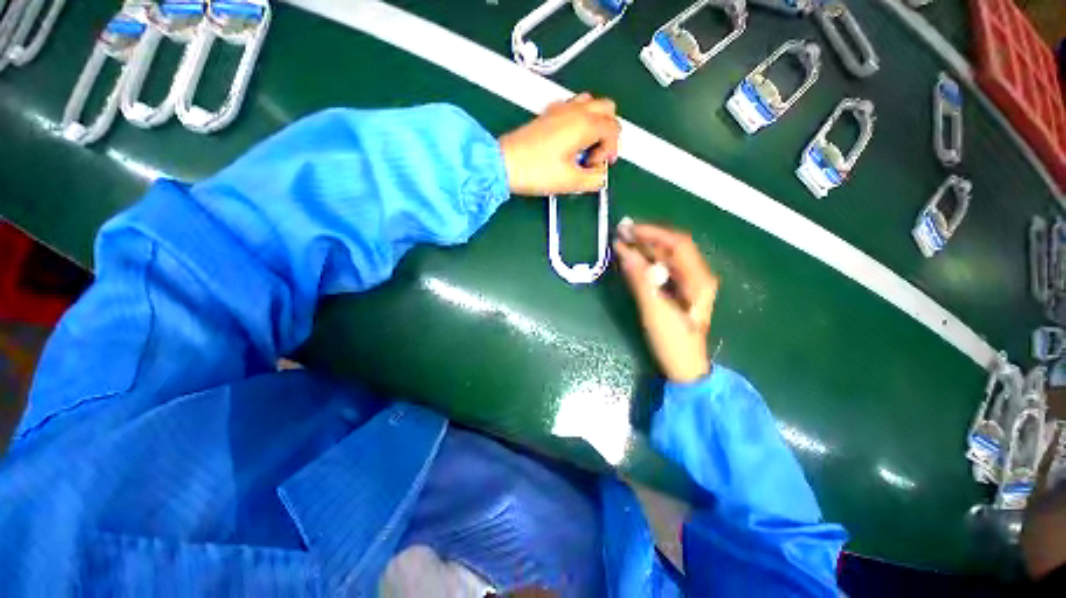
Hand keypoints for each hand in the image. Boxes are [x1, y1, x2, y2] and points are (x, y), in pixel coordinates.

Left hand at [498, 93, 620, 195]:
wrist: (504, 164)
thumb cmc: (535, 171)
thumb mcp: (571, 182)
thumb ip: (594, 179)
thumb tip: (600, 176)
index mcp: (584, 124)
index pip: (613, 129)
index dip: (610, 151)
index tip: (598, 166)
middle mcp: (575, 110)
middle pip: (608, 109)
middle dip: (609, 132)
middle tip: (597, 155)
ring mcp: (560, 109)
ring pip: (591, 104)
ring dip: (596, 123)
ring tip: (585, 148)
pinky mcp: (548, 114)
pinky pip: (574, 107)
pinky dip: (580, 120)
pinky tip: (571, 141)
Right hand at [614, 224, 717, 382]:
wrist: (684, 367)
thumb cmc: (672, 340)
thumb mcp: (654, 309)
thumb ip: (639, 277)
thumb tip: (622, 249)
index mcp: (699, 279)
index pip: (677, 243)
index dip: (652, 233)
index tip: (628, 229)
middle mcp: (697, 276)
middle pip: (672, 248)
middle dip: (646, 238)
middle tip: (621, 233)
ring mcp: (688, 284)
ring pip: (665, 258)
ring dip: (644, 249)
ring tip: (622, 242)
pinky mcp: (678, 291)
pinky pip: (661, 270)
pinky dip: (645, 262)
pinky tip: (631, 260)